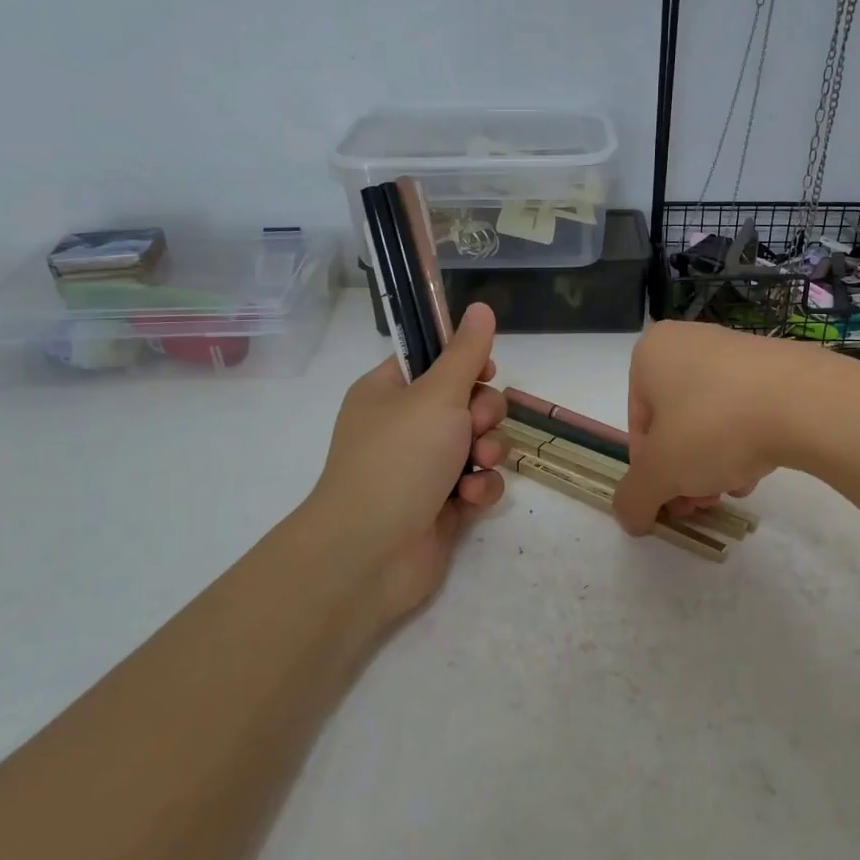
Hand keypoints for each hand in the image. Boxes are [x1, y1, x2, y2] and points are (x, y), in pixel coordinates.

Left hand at [308, 303, 508, 623]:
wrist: (371, 553)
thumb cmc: (399, 459)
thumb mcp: (437, 395)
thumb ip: (466, 354)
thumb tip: (481, 307)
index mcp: (388, 393)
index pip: (433, 362)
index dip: (464, 363)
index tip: (485, 371)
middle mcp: (405, 427)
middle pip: (466, 402)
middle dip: (483, 414)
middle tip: (475, 426)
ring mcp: (423, 468)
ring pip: (478, 443)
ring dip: (488, 451)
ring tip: (477, 465)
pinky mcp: (442, 505)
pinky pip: (477, 482)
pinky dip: (480, 488)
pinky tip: (470, 499)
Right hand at [612, 321, 820, 536]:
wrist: (807, 402)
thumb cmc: (715, 426)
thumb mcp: (660, 472)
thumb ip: (634, 498)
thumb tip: (630, 519)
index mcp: (651, 354)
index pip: (639, 427)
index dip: (652, 472)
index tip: (673, 500)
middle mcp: (689, 342)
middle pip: (675, 426)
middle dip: (685, 472)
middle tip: (703, 503)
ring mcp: (736, 350)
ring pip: (711, 422)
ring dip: (715, 463)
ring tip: (735, 488)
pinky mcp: (776, 366)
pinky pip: (746, 411)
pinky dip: (747, 443)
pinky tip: (760, 469)